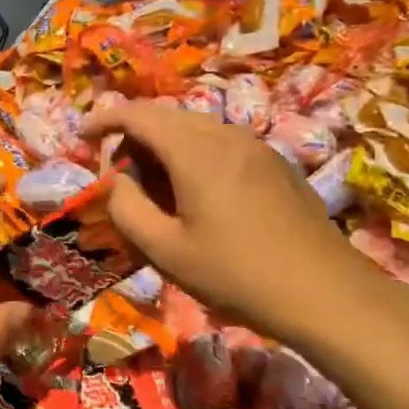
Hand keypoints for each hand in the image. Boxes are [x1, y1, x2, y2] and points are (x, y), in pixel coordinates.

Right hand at [81, 102, 391, 352]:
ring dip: (163, 144)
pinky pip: (221, 142)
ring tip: (152, 185)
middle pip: (166, 115)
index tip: (81, 136)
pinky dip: (192, 153)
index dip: (103, 120)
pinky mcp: (275, 163)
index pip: (137, 114)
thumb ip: (127, 208)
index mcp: (195, 150)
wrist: (327, 294)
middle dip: (132, 134)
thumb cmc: (237, 274)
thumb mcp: (166, 251)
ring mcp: (255, 146)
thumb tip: (117, 181)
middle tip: (115, 172)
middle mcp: (225, 135)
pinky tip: (195, 192)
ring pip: (195, 127)